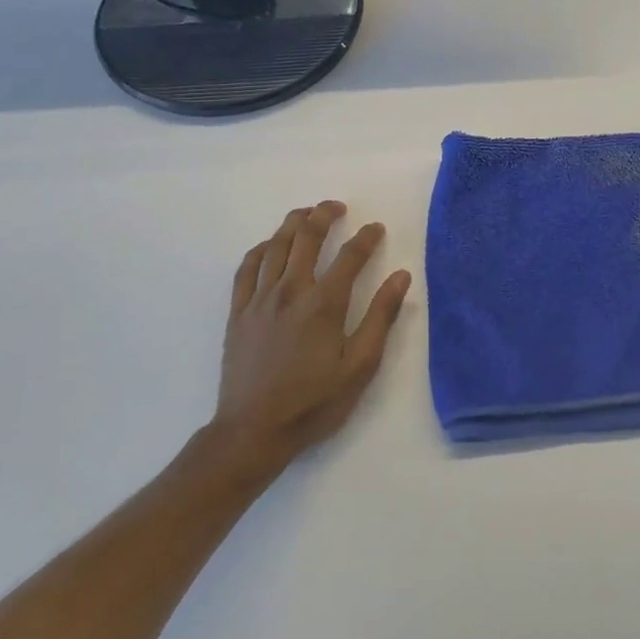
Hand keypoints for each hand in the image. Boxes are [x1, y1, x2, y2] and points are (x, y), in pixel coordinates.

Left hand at [209, 202, 412, 471]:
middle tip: (337, 207)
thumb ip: (381, 317)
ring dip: (292, 224)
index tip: (376, 228)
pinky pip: (246, 269)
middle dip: (324, 215)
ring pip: (275, 246)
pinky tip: (268, 246)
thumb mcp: (359, 366)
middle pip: (306, 238)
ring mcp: (259, 299)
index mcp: (323, 304)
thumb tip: (401, 276)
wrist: (253, 431)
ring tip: (306, 214)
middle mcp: (290, 291)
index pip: (350, 256)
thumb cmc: (313, 402)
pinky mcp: (238, 312)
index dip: (366, 238)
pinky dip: (260, 250)